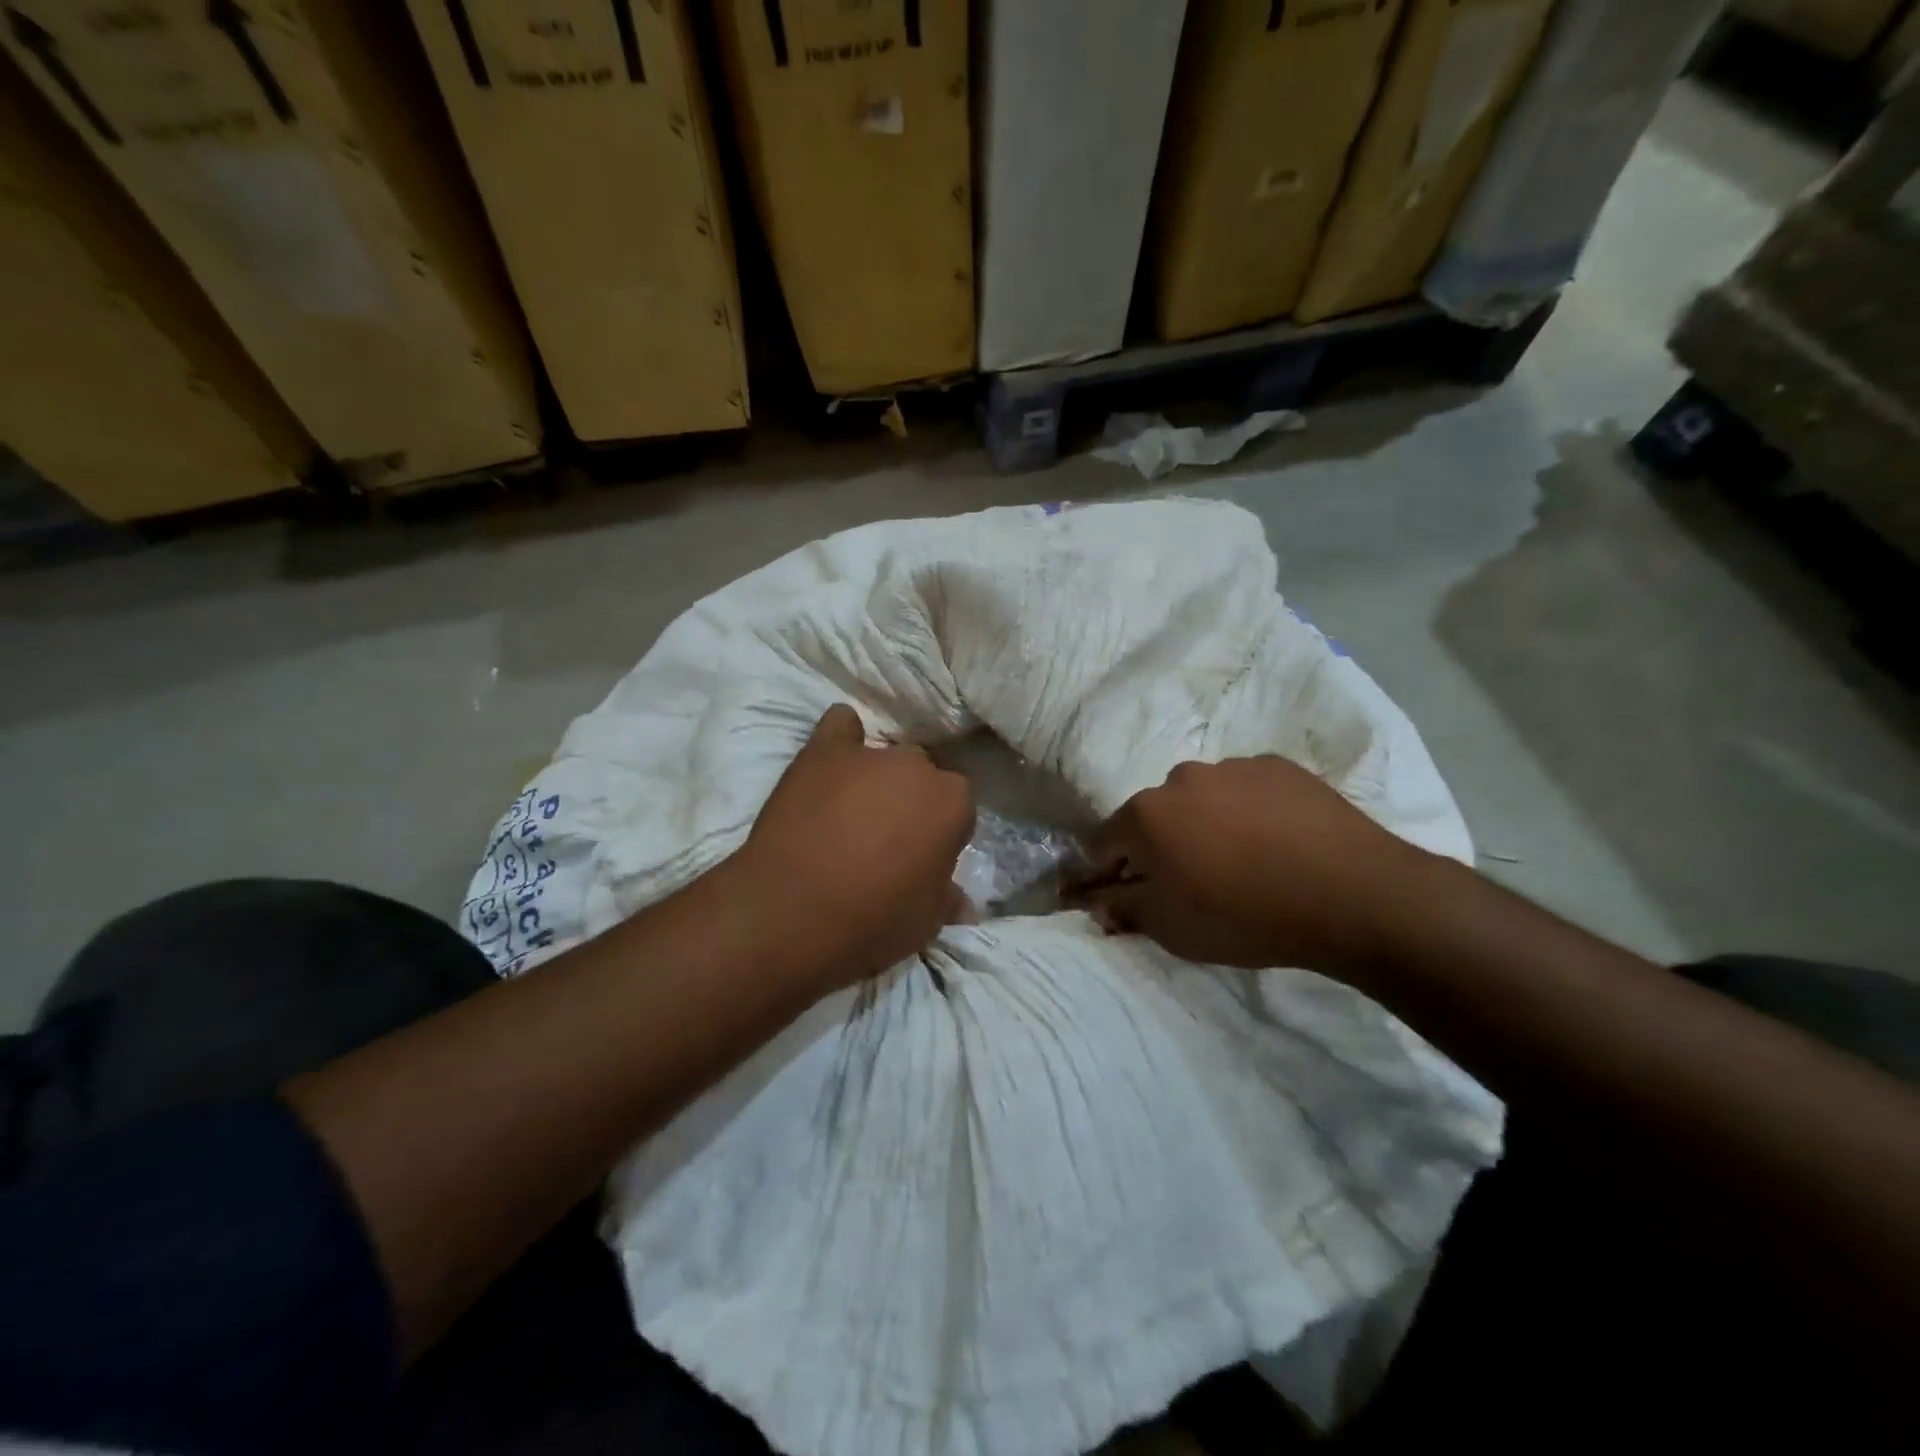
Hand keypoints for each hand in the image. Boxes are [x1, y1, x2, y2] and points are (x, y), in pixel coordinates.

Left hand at [731, 705, 974, 993]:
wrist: (790, 914)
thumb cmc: (871, 922)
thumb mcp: (925, 923)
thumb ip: (947, 898)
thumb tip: (964, 902)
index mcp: (952, 802)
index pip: (957, 807)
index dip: (939, 833)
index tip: (921, 857)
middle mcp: (916, 766)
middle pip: (921, 776)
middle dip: (910, 801)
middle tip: (886, 838)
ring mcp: (867, 754)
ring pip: (883, 756)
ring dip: (876, 778)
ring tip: (850, 812)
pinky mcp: (821, 751)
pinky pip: (839, 725)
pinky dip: (841, 739)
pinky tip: (832, 759)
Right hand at [1070, 757, 1441, 979]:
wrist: (1352, 894)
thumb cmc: (1247, 917)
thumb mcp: (1172, 929)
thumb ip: (1122, 909)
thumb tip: (1095, 901)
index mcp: (1145, 815)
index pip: (1103, 841)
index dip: (1109, 871)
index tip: (1128, 894)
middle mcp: (1180, 778)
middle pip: (1154, 816)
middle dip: (1161, 845)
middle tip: (1193, 881)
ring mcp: (1232, 766)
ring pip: (1201, 798)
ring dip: (1205, 824)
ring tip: (1243, 860)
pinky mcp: (1278, 766)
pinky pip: (1246, 790)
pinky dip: (1248, 811)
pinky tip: (1278, 842)